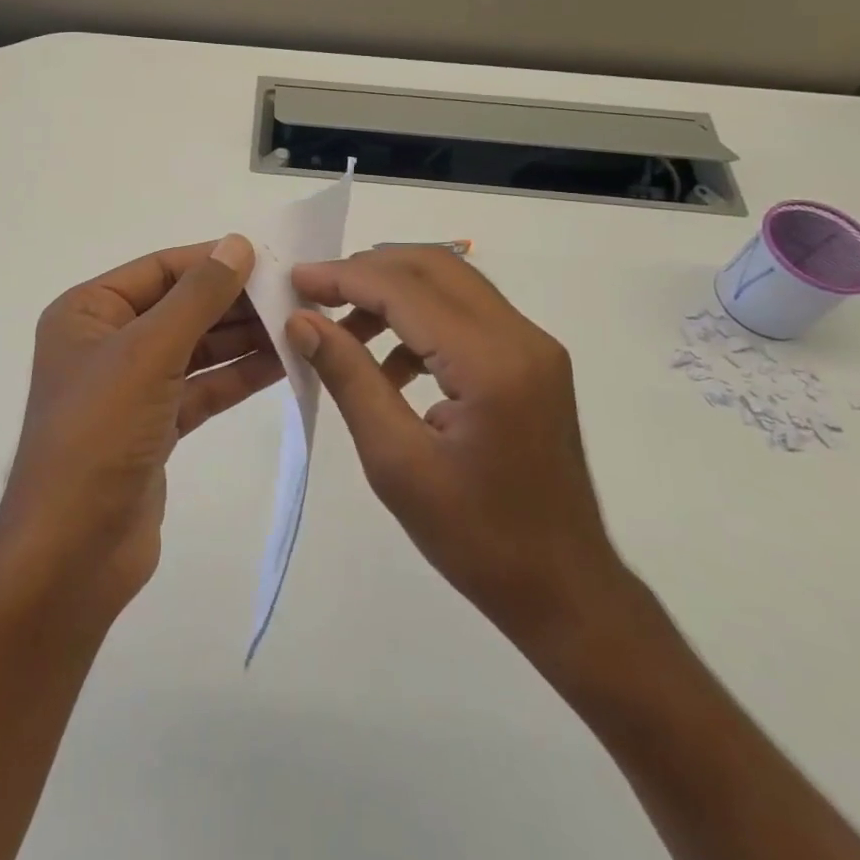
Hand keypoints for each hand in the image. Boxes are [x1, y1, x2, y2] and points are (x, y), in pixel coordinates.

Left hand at [0, 235, 282, 624]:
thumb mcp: (148, 352)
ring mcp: (131, 386)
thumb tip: (236, 243)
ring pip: (195, 348)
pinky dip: (238, 376)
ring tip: (300, 324)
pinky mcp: (154, 426)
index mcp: (87, 312)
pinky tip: (284, 363)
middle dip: (234, 302)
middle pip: (180, 307)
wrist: (72, 553)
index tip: (270, 257)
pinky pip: (202, 387)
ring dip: (243, 338)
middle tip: (295, 293)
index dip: (212, 260)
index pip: (159, 269)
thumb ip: (197, 296)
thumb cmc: (100, 434)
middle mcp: (106, 342)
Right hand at [287, 247, 627, 659]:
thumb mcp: (395, 461)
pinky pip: (468, 315)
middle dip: (368, 270)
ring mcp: (533, 346)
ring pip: (452, 284)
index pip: (405, 290)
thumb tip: (302, 321)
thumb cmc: (476, 539)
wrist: (565, 592)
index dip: (344, 277)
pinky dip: (421, 320)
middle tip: (316, 292)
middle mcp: (521, 337)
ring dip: (394, 292)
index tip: (295, 280)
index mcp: (490, 363)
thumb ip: (349, 378)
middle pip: (434, 267)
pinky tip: (389, 365)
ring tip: (343, 329)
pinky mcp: (533, 361)